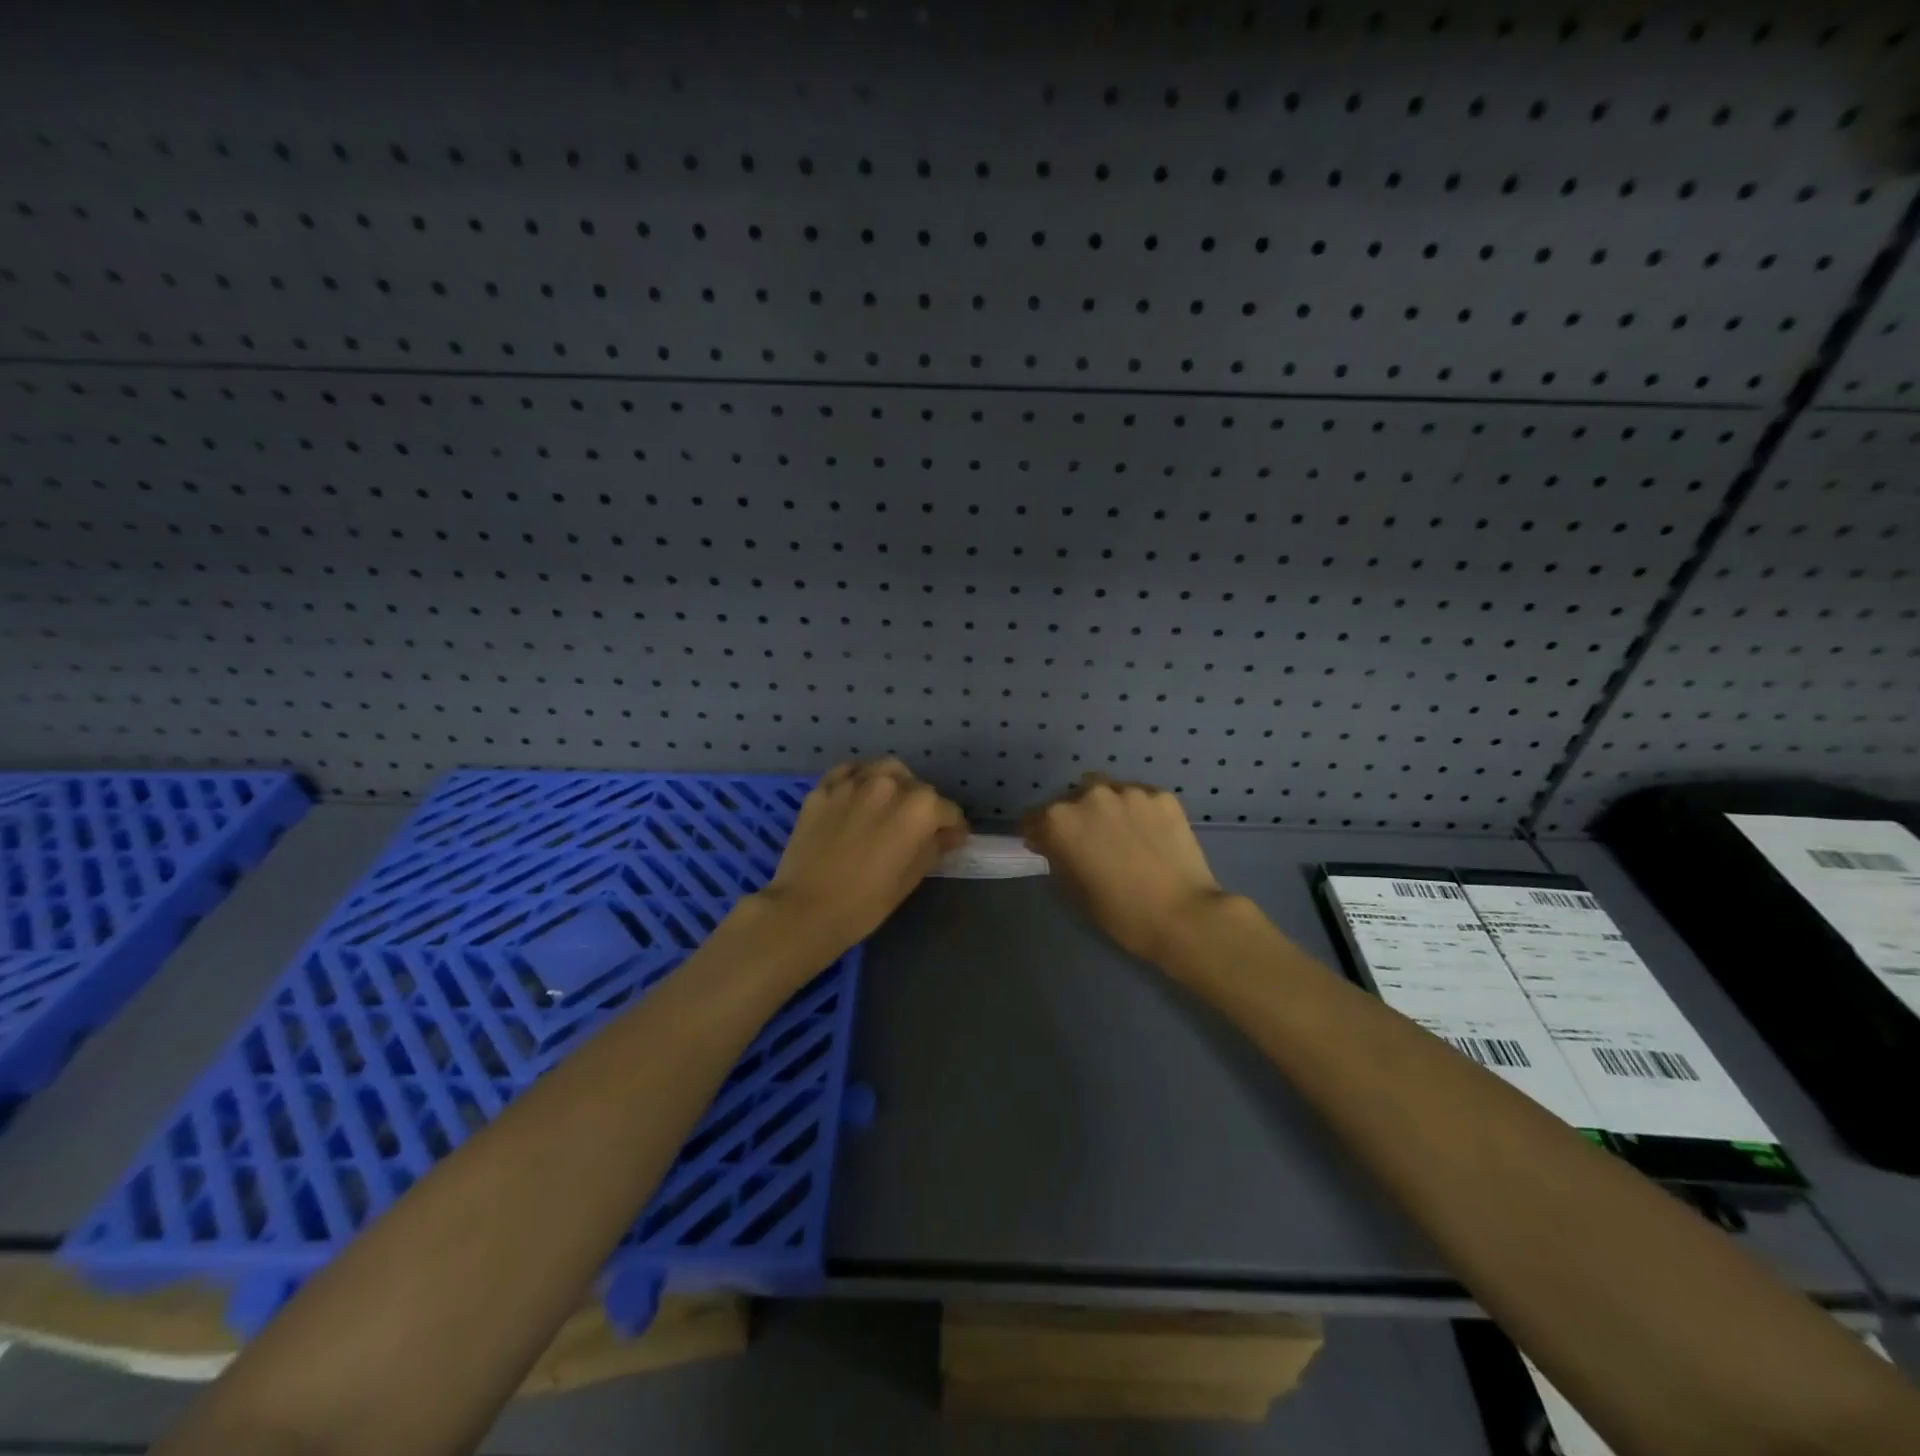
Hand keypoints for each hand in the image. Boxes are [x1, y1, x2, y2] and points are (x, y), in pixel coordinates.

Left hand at [759, 758, 968, 955]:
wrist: (805, 909)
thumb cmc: (866, 902)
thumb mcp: (910, 878)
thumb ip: (934, 847)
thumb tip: (948, 835)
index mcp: (919, 808)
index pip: (948, 811)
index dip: (953, 828)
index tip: (950, 840)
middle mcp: (889, 784)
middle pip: (917, 787)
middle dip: (923, 806)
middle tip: (915, 829)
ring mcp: (853, 783)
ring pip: (885, 770)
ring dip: (894, 783)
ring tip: (889, 804)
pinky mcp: (823, 788)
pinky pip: (849, 772)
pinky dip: (859, 779)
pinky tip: (858, 796)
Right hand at [1022, 774, 1229, 964]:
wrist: (1183, 915)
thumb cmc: (1120, 913)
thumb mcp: (1074, 890)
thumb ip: (1057, 857)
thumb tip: (1053, 844)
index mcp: (1060, 821)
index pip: (1033, 818)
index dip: (1038, 834)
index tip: (1047, 847)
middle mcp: (1089, 796)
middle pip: (1069, 799)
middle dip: (1074, 817)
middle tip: (1090, 843)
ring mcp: (1128, 791)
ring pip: (1105, 790)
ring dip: (1105, 807)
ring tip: (1123, 833)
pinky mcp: (1161, 795)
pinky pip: (1139, 797)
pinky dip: (1138, 810)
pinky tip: (1151, 834)